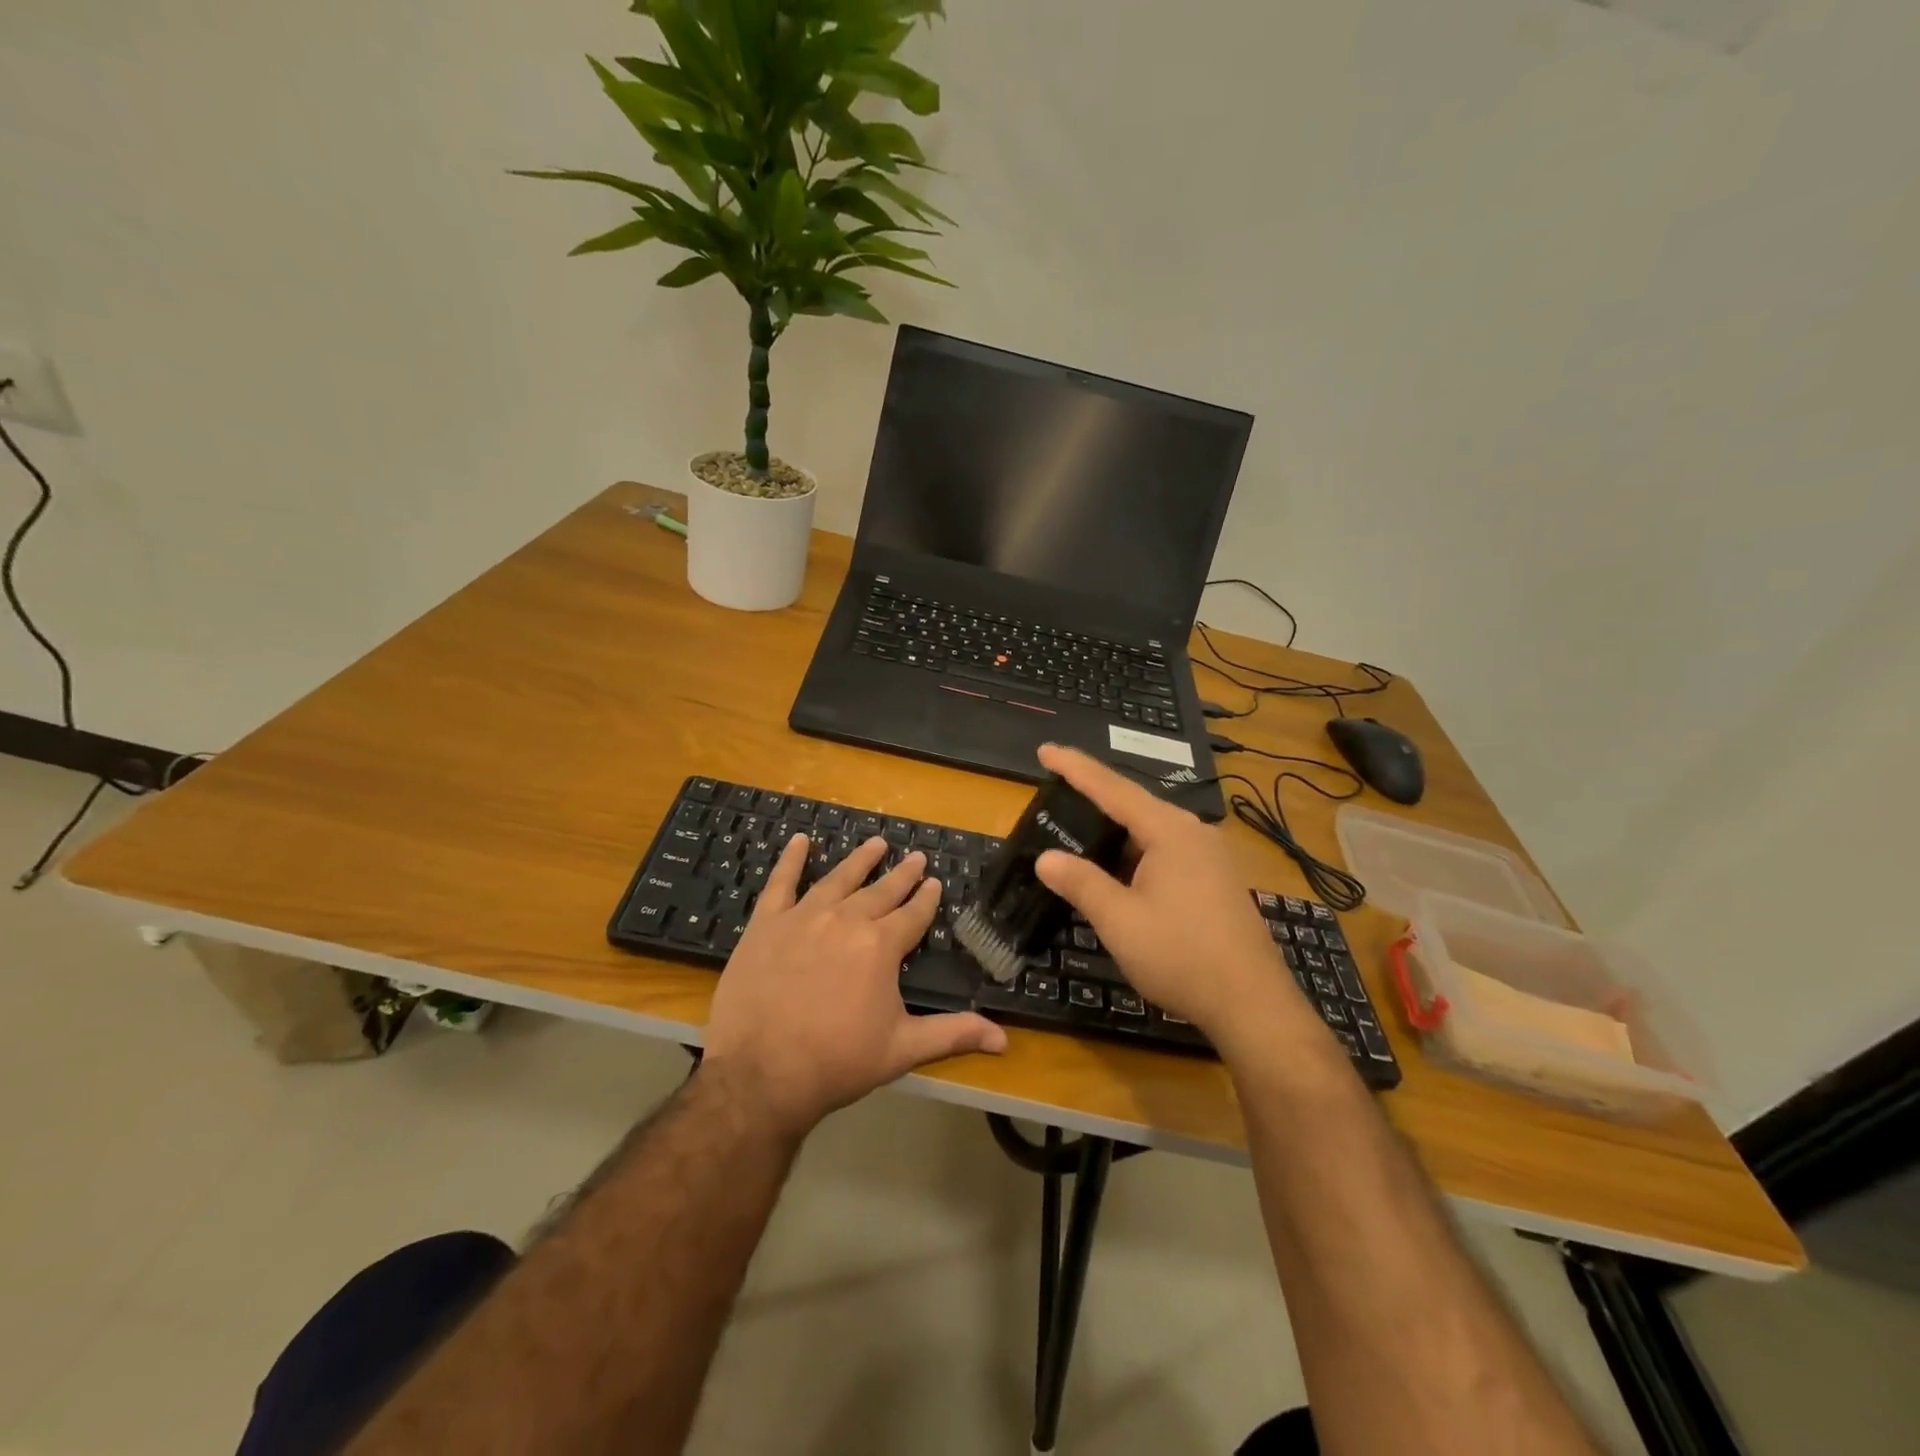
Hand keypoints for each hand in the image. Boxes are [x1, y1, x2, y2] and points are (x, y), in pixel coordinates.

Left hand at [703, 833, 1006, 1137]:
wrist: (760, 1073)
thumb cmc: (837, 1062)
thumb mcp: (902, 1049)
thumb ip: (953, 1035)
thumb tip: (1004, 1041)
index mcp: (881, 946)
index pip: (913, 914)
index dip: (927, 898)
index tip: (935, 882)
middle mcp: (846, 920)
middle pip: (881, 890)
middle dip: (902, 873)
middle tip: (916, 856)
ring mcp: (803, 917)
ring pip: (839, 878)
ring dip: (860, 860)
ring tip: (876, 843)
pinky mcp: (766, 923)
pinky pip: (781, 882)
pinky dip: (792, 860)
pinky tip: (800, 840)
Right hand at [1032, 744, 1294, 1041]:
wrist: (1253, 1005)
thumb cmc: (1181, 957)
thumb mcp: (1120, 921)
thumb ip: (1081, 883)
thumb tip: (1046, 857)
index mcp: (1170, 831)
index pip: (1112, 789)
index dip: (1075, 768)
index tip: (1045, 749)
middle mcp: (1194, 832)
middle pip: (1135, 805)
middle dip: (1094, 801)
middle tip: (1055, 797)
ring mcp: (1211, 856)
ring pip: (1152, 831)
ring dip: (1115, 834)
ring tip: (1079, 836)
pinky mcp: (1218, 880)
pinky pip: (1167, 851)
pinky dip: (1136, 854)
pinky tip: (1119, 872)